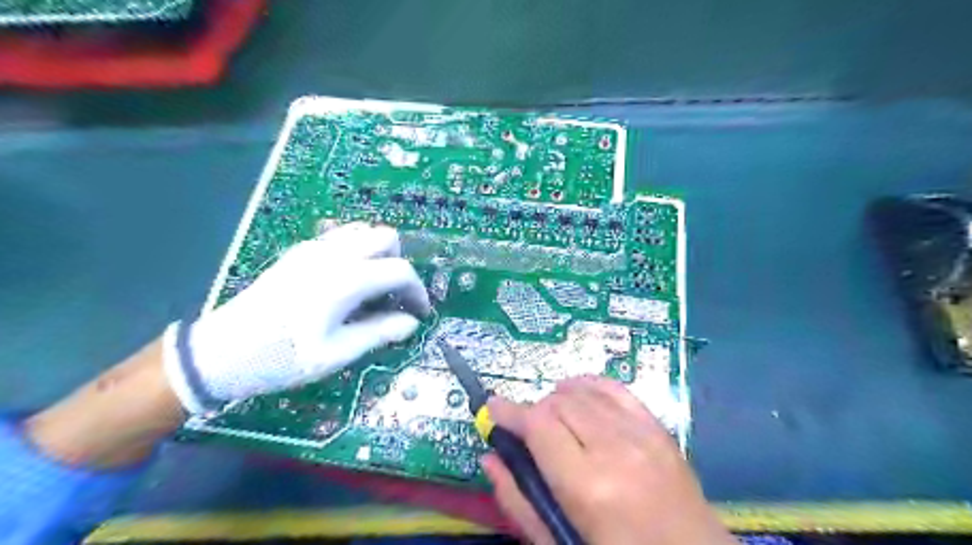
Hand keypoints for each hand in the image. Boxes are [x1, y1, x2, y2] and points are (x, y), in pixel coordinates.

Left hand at [164, 221, 430, 412]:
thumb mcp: (336, 353)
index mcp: (345, 279)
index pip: (400, 270)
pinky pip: (340, 236)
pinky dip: (357, 250)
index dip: (417, 291)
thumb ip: (379, 333)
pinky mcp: (299, 252)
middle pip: (386, 237)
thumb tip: (411, 323)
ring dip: (378, 253)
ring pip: (363, 231)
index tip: (419, 312)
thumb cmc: (282, 358)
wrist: (221, 352)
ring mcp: (313, 249)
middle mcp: (333, 255)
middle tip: (394, 295)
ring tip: (373, 286)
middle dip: (399, 263)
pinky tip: (347, 280)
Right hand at [486, 377, 737, 544]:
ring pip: (583, 391)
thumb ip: (519, 501)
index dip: (510, 412)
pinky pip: (616, 388)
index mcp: (588, 486)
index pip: (538, 425)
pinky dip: (589, 386)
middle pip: (558, 403)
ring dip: (559, 399)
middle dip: (535, 412)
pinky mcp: (659, 428)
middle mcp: (615, 449)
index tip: (492, 408)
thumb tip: (489, 457)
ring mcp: (641, 434)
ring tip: (553, 419)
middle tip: (529, 433)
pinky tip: (579, 396)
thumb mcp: (560, 544)